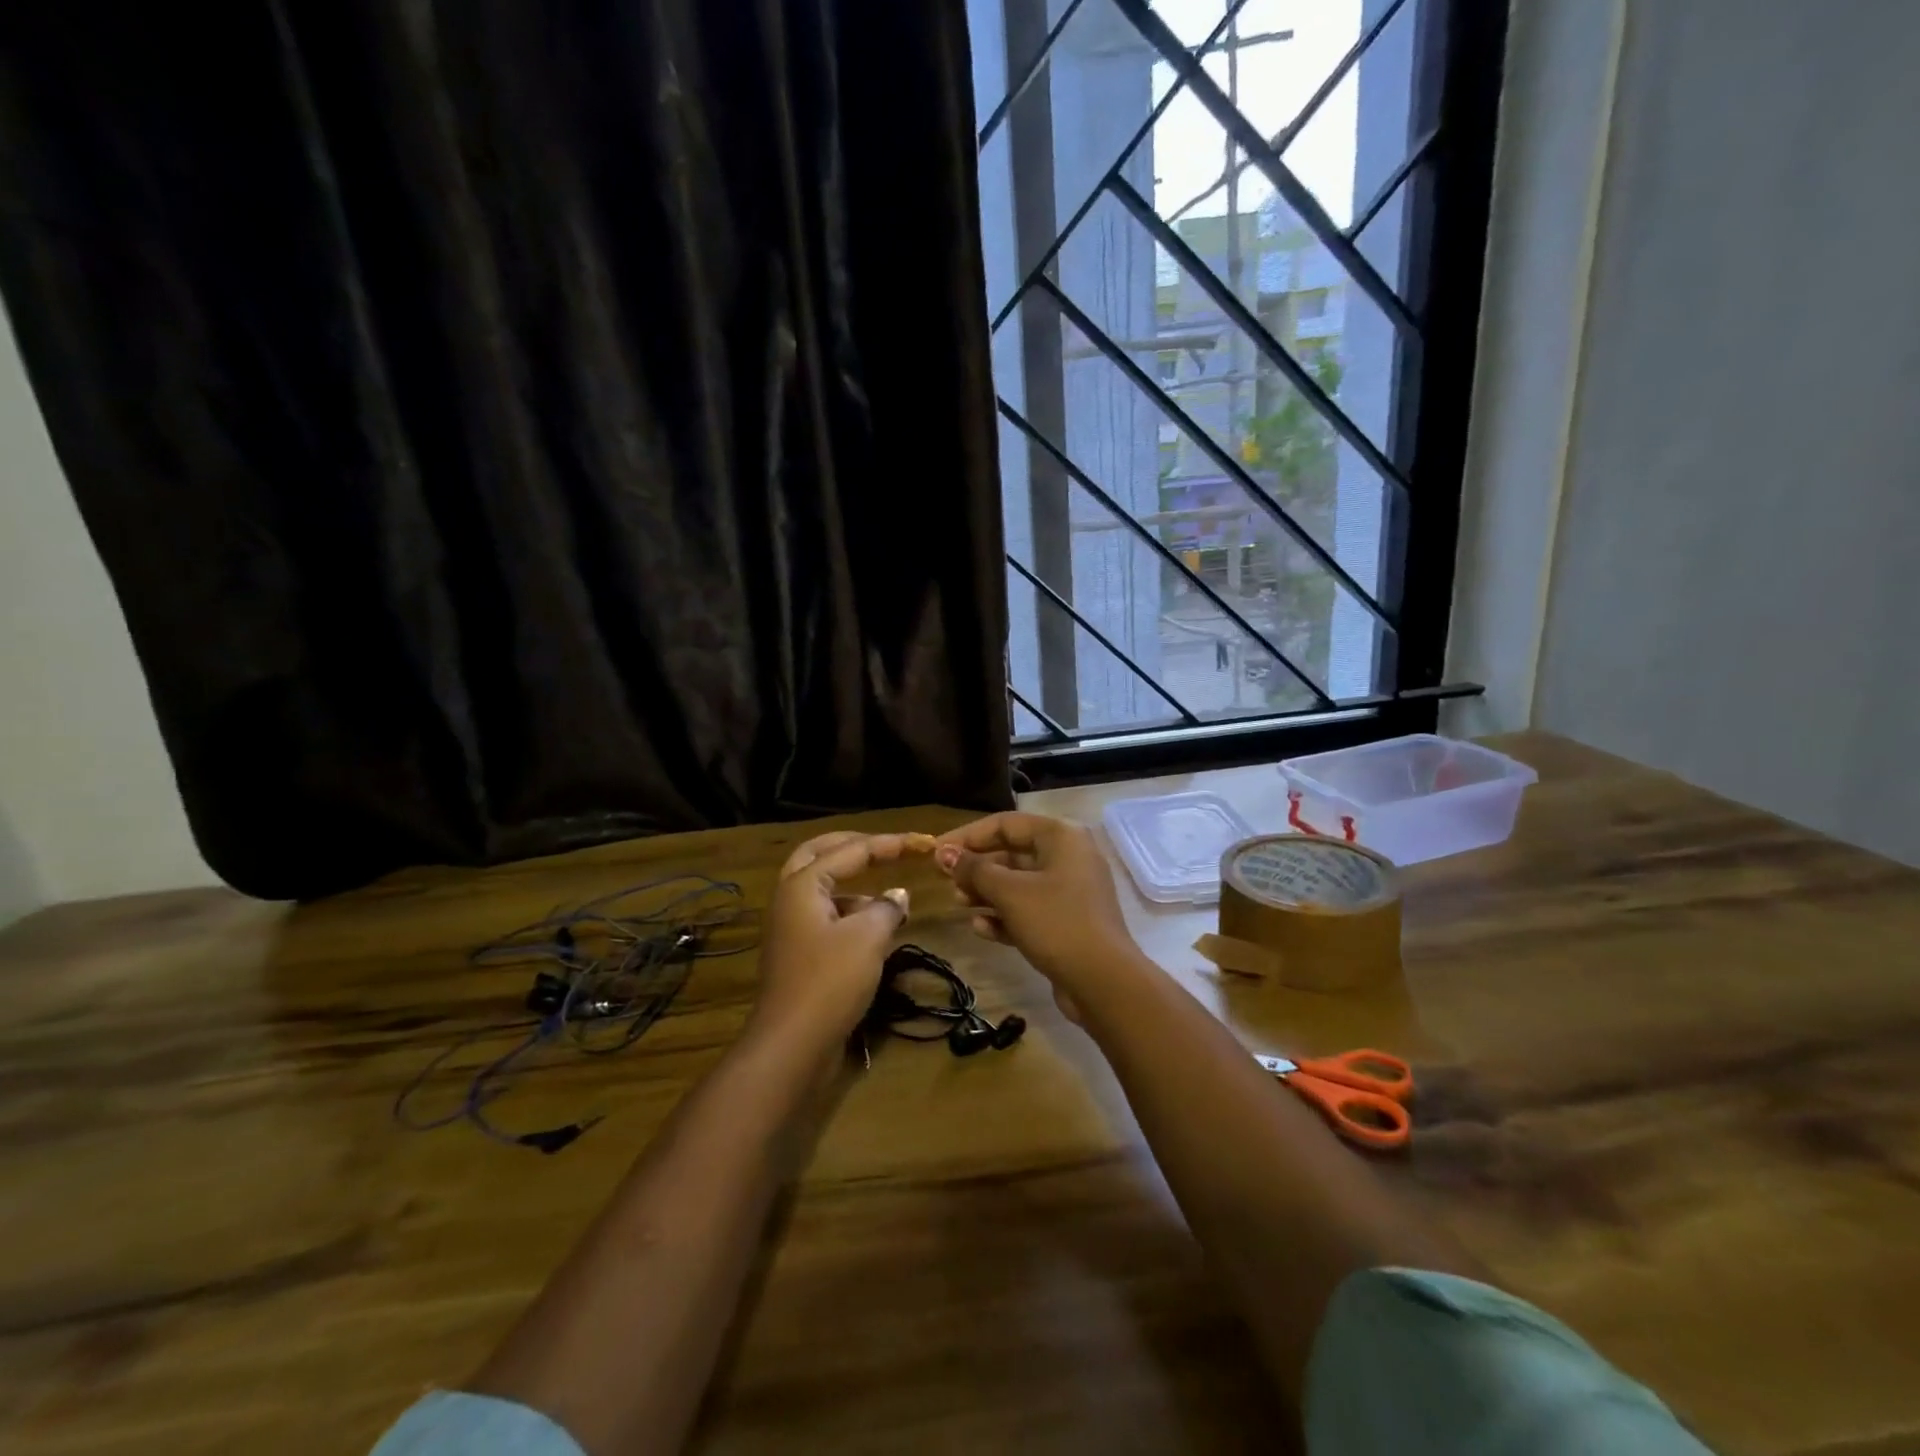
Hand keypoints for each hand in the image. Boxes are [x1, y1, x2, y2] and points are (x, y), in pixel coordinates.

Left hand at [750, 831, 912, 1051]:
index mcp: (803, 884)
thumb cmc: (830, 980)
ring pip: (822, 888)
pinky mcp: (798, 953)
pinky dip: (850, 912)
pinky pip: (825, 916)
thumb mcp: (868, 937)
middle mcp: (790, 898)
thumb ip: (887, 907)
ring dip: (854, 884)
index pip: (851, 850)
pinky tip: (876, 929)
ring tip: (891, 897)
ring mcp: (790, 927)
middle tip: (886, 846)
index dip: (889, 844)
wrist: (792, 1044)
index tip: (922, 842)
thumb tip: (898, 895)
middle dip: (855, 846)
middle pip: (820, 854)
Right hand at [934, 813, 1136, 994]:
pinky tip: (981, 929)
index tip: (936, 851)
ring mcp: (1070, 891)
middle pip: (1012, 853)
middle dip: (977, 868)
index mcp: (1061, 836)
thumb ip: (974, 870)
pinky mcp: (1068, 921)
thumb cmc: (1056, 922)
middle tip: (946, 882)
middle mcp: (1068, 857)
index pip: (1005, 824)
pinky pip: (1029, 910)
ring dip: (987, 893)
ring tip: (959, 904)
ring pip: (1019, 883)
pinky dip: (1005, 916)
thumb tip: (944, 854)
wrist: (1103, 981)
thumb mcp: (1010, 893)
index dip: (968, 836)